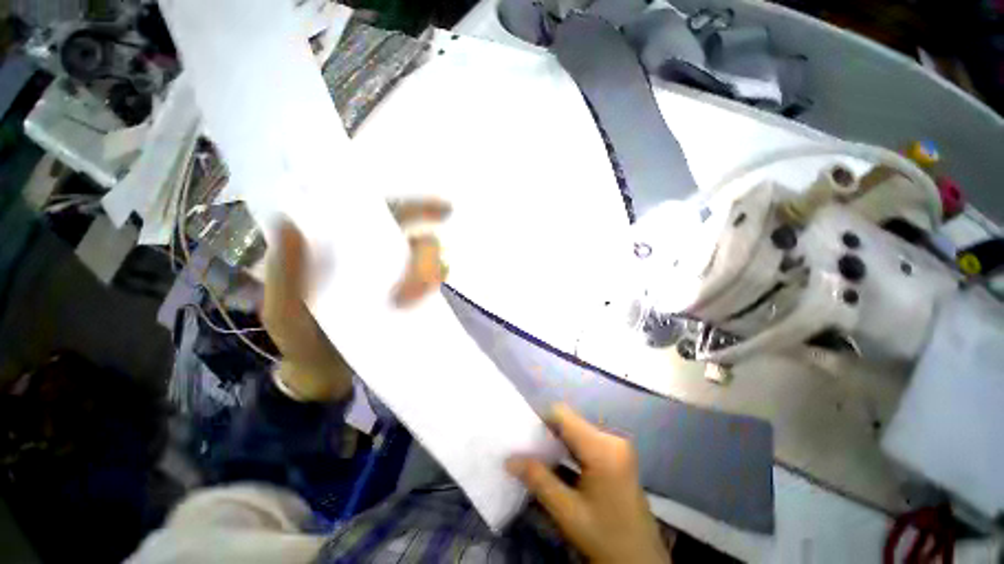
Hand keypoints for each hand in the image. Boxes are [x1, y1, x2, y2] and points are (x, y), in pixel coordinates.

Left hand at [261, 199, 450, 400]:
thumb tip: (290, 223)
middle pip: (419, 241)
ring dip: (431, 275)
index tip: (445, 210)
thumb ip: (285, 273)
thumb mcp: (284, 307)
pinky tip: (427, 301)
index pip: (388, 215)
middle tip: (413, 289)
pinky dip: (435, 289)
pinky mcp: (413, 303)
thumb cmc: (300, 336)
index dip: (419, 208)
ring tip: (413, 302)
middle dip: (425, 257)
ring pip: (432, 263)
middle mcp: (383, 258)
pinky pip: (433, 289)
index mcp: (352, 247)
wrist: (322, 375)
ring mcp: (401, 280)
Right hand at [507, 404, 670, 563]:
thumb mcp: (567, 512)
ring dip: (559, 442)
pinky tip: (559, 466)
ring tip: (540, 458)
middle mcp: (612, 439)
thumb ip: (538, 480)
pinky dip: (571, 450)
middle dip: (548, 434)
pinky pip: (588, 442)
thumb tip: (509, 459)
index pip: (563, 415)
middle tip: (529, 450)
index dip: (541, 420)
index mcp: (602, 448)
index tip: (525, 436)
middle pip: (571, 422)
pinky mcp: (619, 457)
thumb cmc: (605, 538)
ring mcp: (618, 447)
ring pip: (578, 432)